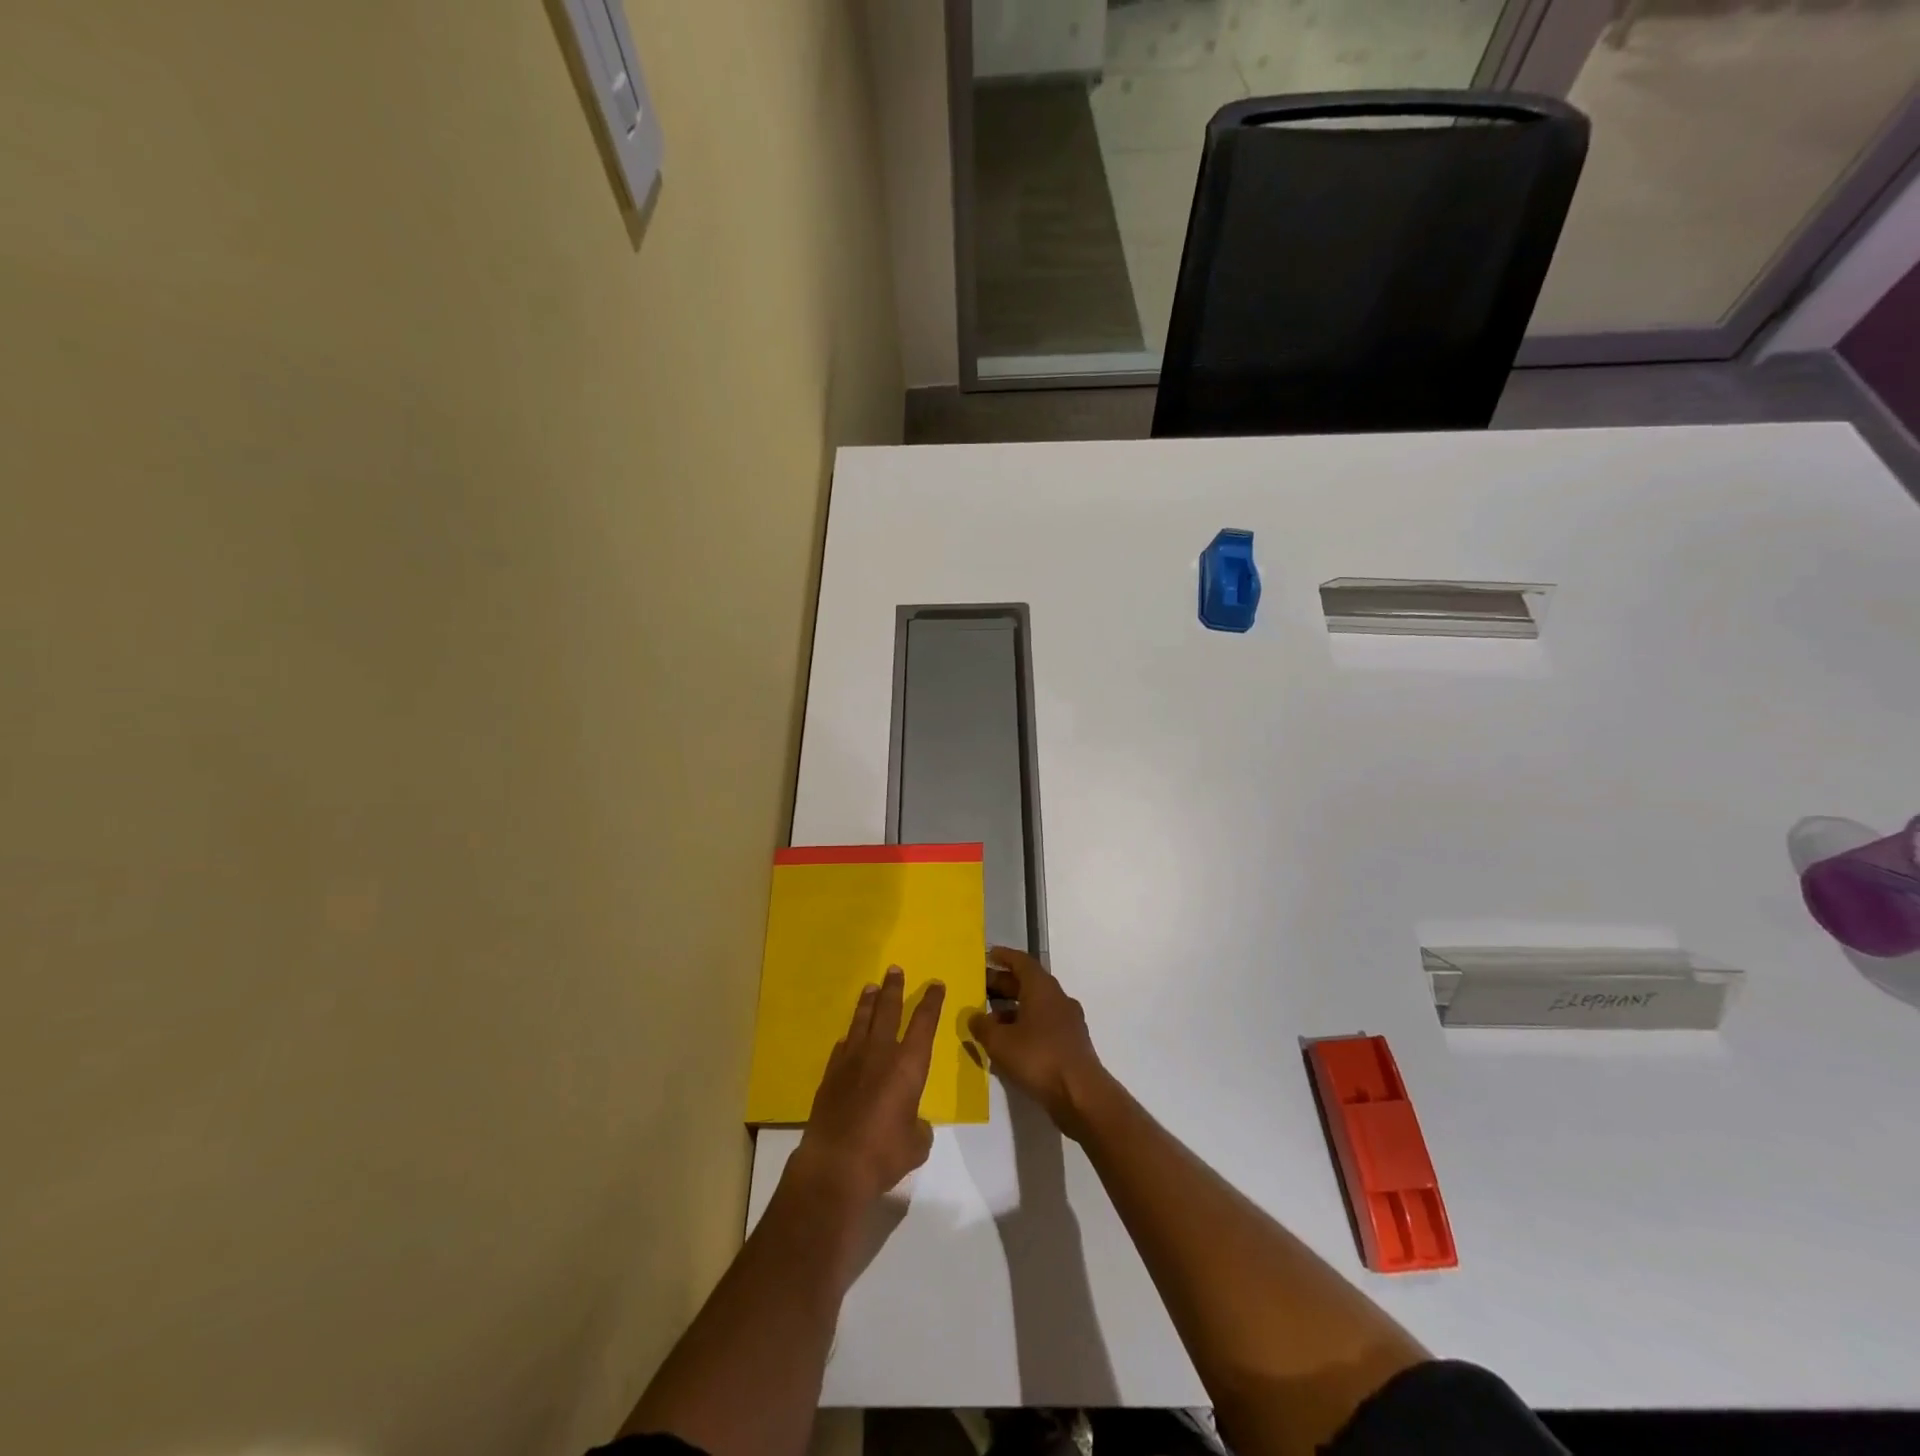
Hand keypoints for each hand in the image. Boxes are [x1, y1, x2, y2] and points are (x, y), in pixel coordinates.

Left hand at [791, 967, 943, 1206]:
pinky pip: (842, 1046)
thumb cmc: (884, 1153)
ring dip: (868, 1002)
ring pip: (862, 1021)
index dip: (931, 1002)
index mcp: (908, 1065)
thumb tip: (914, 1124)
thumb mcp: (916, 1145)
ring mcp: (851, 1061)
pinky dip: (848, 1037)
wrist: (834, 1166)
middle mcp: (880, 1053)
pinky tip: (848, 1035)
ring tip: (871, 987)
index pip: (924, 1023)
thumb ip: (919, 1129)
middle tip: (895, 969)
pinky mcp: (830, 1076)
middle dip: (894, 988)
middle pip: (888, 1010)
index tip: (935, 984)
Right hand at [967, 946, 1111, 1141]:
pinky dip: (1024, 1027)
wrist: (1081, 1094)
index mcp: (1042, 988)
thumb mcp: (1000, 1042)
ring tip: (988, 1020)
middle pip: (1028, 983)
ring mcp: (1067, 1021)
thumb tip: (974, 1017)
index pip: (1022, 962)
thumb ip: (983, 1026)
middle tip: (980, 988)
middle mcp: (1057, 998)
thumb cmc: (1038, 1058)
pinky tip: (1008, 1045)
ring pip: (1035, 1006)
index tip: (988, 955)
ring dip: (1012, 1009)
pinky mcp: (1070, 1043)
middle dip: (1003, 985)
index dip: (1004, 957)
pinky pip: (1043, 1025)